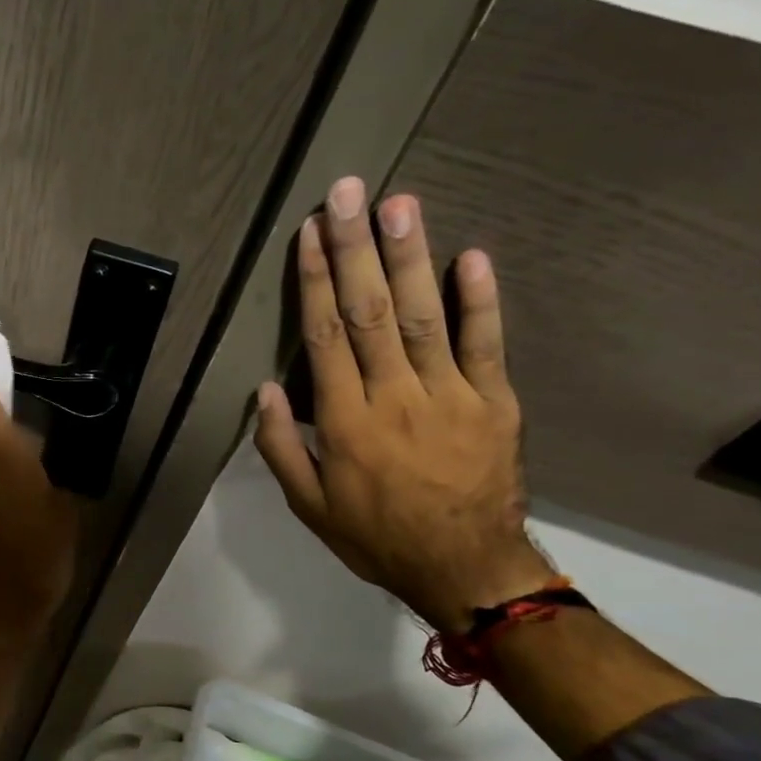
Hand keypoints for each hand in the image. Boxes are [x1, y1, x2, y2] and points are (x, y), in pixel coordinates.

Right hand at [254, 177, 550, 631]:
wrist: (464, 568)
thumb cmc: (375, 536)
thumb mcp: (309, 505)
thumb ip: (283, 446)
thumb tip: (265, 390)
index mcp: (346, 421)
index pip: (325, 336)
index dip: (315, 280)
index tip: (309, 233)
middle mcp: (395, 397)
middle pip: (370, 311)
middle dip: (356, 248)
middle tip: (349, 192)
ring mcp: (451, 395)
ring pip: (424, 316)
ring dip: (409, 258)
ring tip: (399, 205)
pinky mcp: (495, 401)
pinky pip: (487, 344)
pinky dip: (480, 299)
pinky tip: (471, 256)